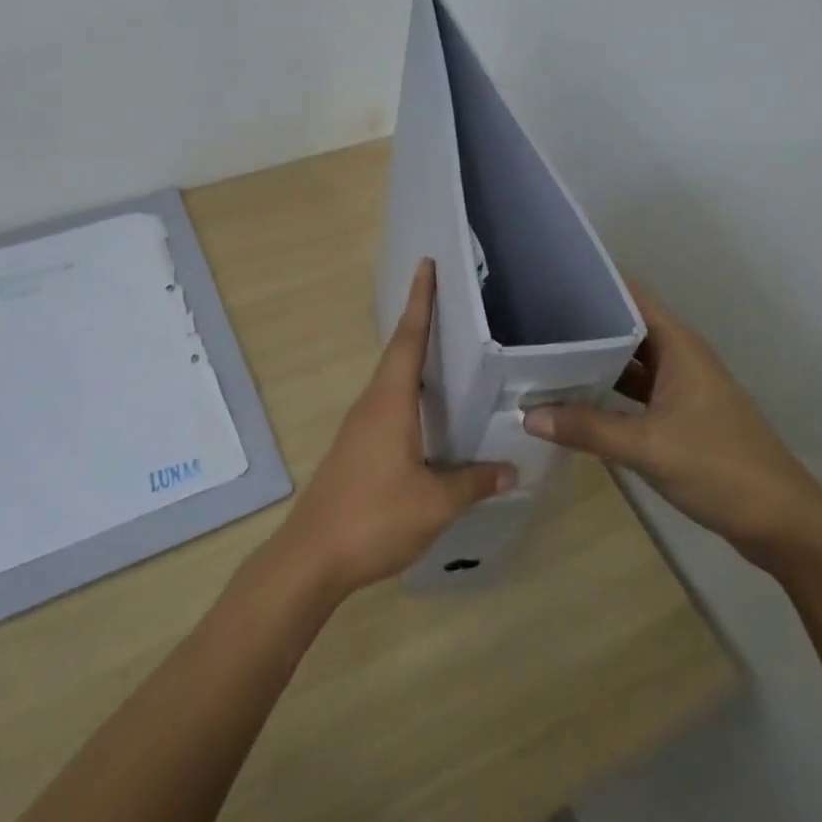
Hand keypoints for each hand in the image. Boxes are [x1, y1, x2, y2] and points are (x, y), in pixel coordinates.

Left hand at [273, 259, 516, 595]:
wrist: (312, 556)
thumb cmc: (374, 518)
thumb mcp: (434, 503)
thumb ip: (473, 482)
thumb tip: (510, 468)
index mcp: (389, 403)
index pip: (409, 340)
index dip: (420, 302)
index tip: (426, 266)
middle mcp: (371, 405)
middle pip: (398, 353)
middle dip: (420, 323)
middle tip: (447, 301)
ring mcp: (358, 427)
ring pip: (391, 381)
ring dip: (413, 359)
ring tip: (445, 351)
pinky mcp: (355, 448)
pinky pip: (387, 405)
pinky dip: (408, 393)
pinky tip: (426, 413)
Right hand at [523, 284, 821, 568]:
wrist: (783, 523)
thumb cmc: (720, 468)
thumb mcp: (647, 446)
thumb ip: (587, 428)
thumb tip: (528, 415)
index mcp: (680, 348)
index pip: (632, 298)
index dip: (595, 284)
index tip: (550, 279)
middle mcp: (682, 359)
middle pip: (628, 329)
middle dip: (585, 324)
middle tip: (533, 321)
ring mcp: (683, 390)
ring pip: (632, 364)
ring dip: (595, 361)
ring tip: (545, 356)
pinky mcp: (682, 419)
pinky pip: (637, 393)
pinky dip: (609, 392)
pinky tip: (576, 400)